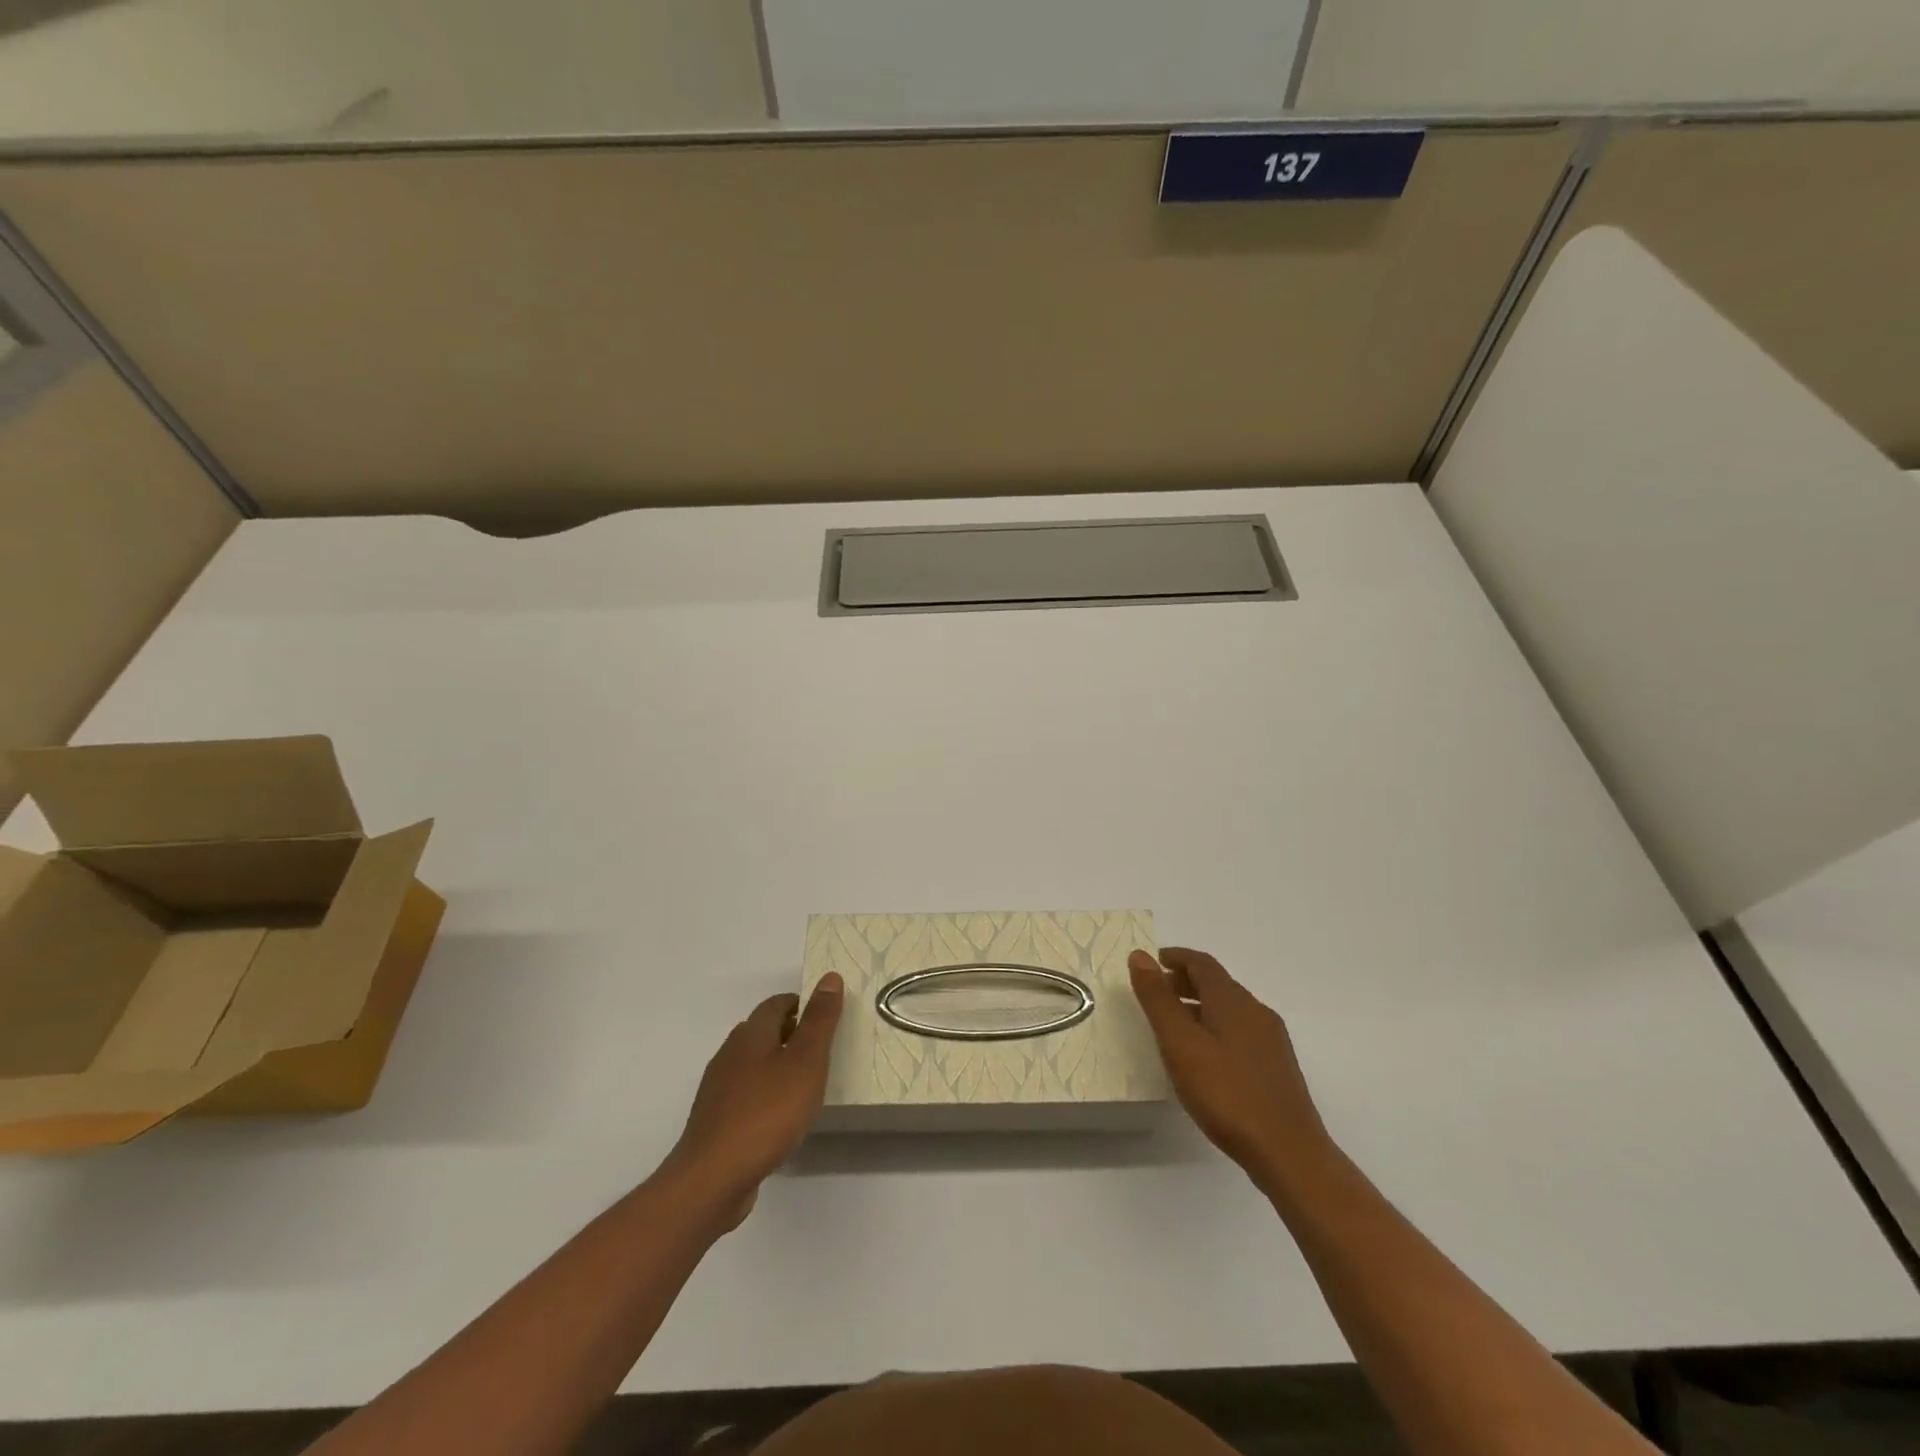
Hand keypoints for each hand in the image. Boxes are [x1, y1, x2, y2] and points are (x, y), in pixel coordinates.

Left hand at [662, 974, 842, 1226]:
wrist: (712, 1178)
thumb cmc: (767, 1112)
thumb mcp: (806, 1061)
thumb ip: (820, 1020)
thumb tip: (829, 977)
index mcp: (751, 1033)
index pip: (777, 1003)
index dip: (803, 1004)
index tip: (828, 1017)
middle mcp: (730, 1053)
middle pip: (764, 1031)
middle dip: (792, 1034)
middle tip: (824, 1050)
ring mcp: (719, 1089)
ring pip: (753, 1064)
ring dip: (778, 1066)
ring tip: (807, 1084)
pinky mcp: (715, 1121)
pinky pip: (746, 1095)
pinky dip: (766, 1095)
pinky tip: (782, 1118)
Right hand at [1130, 948, 1331, 1191]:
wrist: (1289, 1153)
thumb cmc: (1227, 1093)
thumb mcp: (1180, 1044)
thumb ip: (1158, 999)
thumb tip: (1139, 956)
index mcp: (1233, 1000)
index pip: (1202, 963)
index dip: (1175, 957)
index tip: (1151, 962)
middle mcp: (1256, 1011)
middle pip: (1217, 984)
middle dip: (1184, 982)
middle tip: (1155, 995)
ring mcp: (1271, 1040)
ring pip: (1229, 1009)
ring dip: (1199, 1007)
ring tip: (1173, 1028)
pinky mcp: (1277, 1066)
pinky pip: (1240, 1032)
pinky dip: (1215, 1028)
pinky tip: (1204, 1058)